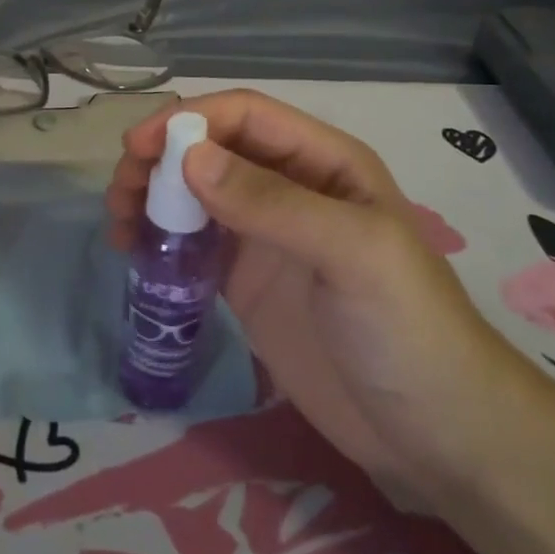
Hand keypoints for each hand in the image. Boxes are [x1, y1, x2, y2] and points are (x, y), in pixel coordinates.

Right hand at [108, 90, 533, 489]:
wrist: (436, 437)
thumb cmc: (408, 330)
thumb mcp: (353, 253)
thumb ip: (273, 202)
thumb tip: (189, 157)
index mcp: (323, 162)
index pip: (245, 116)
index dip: (188, 120)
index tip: (137, 147)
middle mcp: (289, 187)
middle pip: (210, 151)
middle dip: (160, 159)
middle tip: (120, 193)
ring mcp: (265, 237)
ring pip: (194, 194)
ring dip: (152, 197)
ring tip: (118, 225)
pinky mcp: (246, 282)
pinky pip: (193, 244)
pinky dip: (159, 239)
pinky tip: (135, 254)